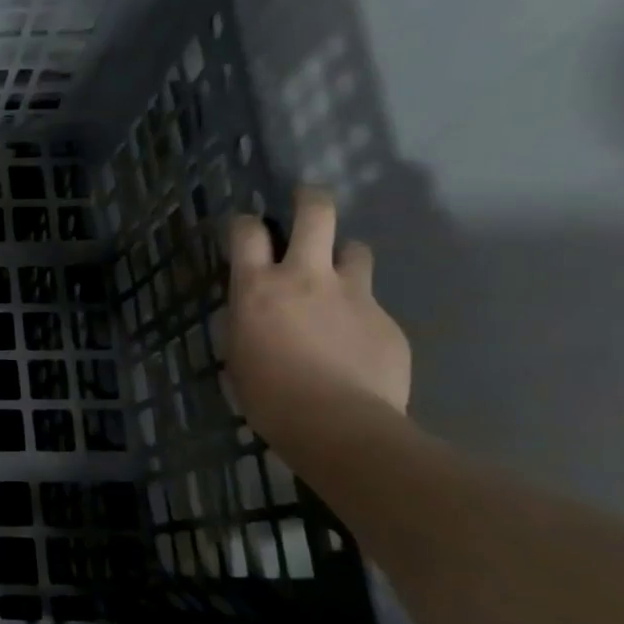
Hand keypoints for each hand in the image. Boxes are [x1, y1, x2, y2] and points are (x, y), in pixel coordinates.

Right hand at [225, 188, 410, 447]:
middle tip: (307, 198)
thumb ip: (247, 322)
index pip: (247, 232)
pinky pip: (372, 303)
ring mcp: (353, 295)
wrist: (339, 424)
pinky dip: (360, 313)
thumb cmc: (268, 394)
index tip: (247, 228)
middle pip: (316, 214)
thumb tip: (254, 314)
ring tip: (338, 277)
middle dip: (310, 199)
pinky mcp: (386, 320)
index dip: (245, 223)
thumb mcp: (237, 354)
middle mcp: (306, 277)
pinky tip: (354, 344)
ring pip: (356, 250)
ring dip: (344, 257)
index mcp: (258, 287)